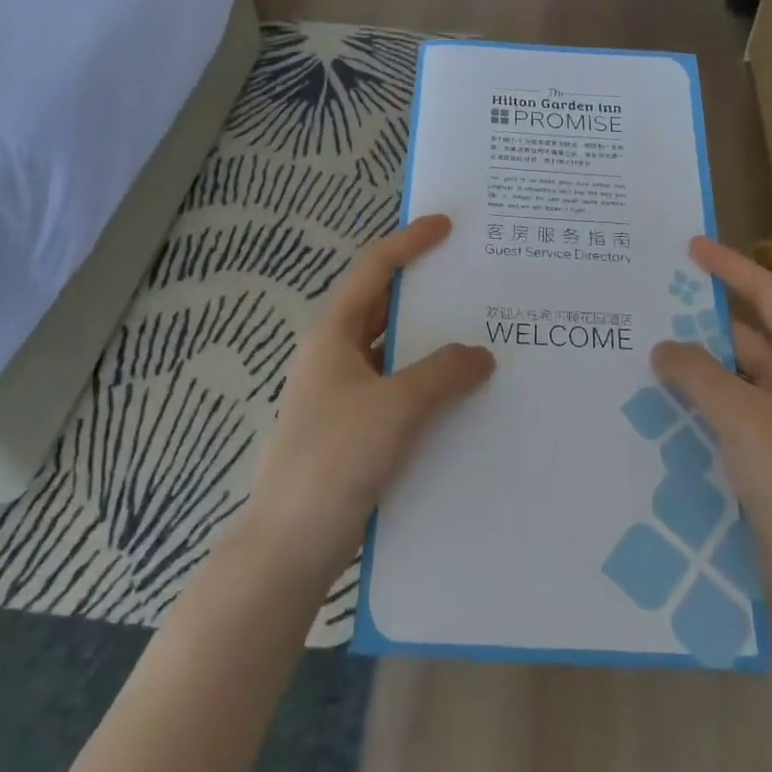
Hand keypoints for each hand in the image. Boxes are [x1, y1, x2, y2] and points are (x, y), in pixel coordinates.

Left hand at [241, 215, 495, 580]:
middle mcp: (335, 355)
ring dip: (430, 341)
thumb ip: (443, 373)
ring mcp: (343, 394)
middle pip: (383, 307)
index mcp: (332, 334)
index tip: (446, 225)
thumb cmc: (335, 459)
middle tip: (473, 278)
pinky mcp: (354, 428)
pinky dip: (427, 382)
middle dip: (424, 290)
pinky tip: (462, 394)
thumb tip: (481, 354)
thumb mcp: (395, 407)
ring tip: (480, 332)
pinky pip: (397, 389)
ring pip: (393, 351)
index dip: (409, 243)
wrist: (290, 545)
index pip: (373, 270)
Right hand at [650, 237, 771, 613]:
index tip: (690, 247)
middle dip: (701, 322)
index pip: (768, 296)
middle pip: (748, 335)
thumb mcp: (742, 417)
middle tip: (650, 304)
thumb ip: (697, 373)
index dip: (730, 268)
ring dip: (696, 366)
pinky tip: (659, 401)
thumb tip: (662, 347)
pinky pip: (729, 412)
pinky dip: (699, 402)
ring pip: (734, 376)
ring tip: (643, 349)